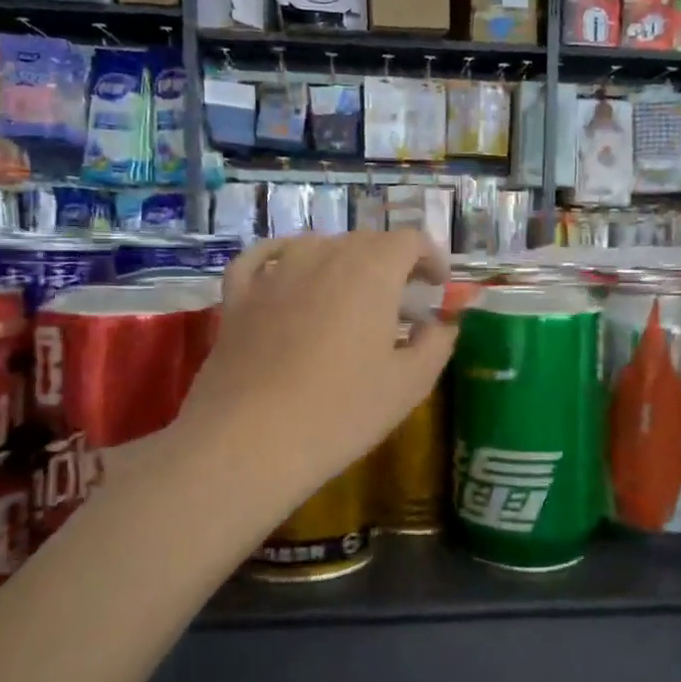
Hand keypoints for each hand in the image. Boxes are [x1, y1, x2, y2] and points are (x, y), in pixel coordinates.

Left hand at [173, 230, 455, 510]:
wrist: (249, 441)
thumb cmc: (340, 412)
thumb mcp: (409, 384)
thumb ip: (436, 343)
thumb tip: (441, 322)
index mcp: (372, 271)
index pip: (409, 241)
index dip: (430, 258)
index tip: (437, 287)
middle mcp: (323, 256)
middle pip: (366, 240)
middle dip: (391, 262)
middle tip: (401, 301)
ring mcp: (275, 272)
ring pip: (318, 245)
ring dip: (343, 261)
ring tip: (350, 296)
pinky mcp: (239, 295)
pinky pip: (262, 257)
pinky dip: (282, 257)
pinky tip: (286, 271)